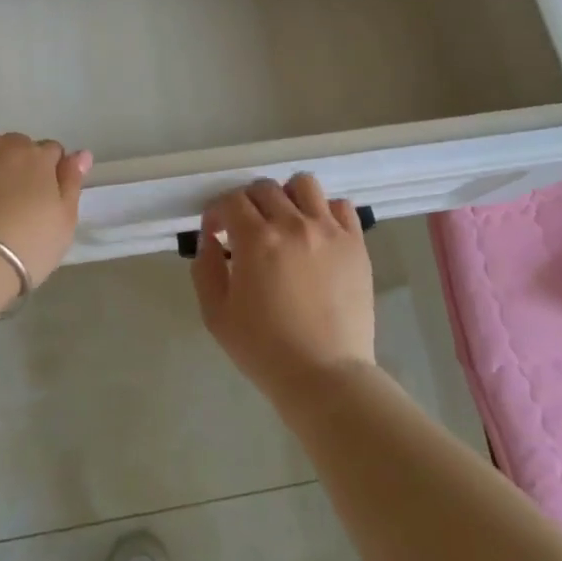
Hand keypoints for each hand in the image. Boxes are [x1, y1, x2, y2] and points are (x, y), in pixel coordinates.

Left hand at [0, 111, 90, 285]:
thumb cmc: (24, 249)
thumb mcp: (63, 225)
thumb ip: (72, 184)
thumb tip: (81, 154)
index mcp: (41, 158)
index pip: (52, 153)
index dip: (48, 174)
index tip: (41, 198)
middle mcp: (8, 145)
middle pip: (19, 148)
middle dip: (19, 166)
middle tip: (12, 200)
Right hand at [189, 174, 375, 405]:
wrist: (325, 376)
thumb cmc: (264, 349)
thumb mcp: (216, 314)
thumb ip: (205, 268)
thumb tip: (210, 238)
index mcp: (256, 239)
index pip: (231, 201)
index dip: (217, 212)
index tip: (216, 232)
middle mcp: (293, 224)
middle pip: (264, 188)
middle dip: (247, 203)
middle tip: (246, 230)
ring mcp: (329, 231)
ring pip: (304, 185)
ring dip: (287, 197)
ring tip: (284, 222)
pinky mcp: (355, 244)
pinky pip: (340, 206)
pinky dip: (324, 211)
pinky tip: (317, 233)